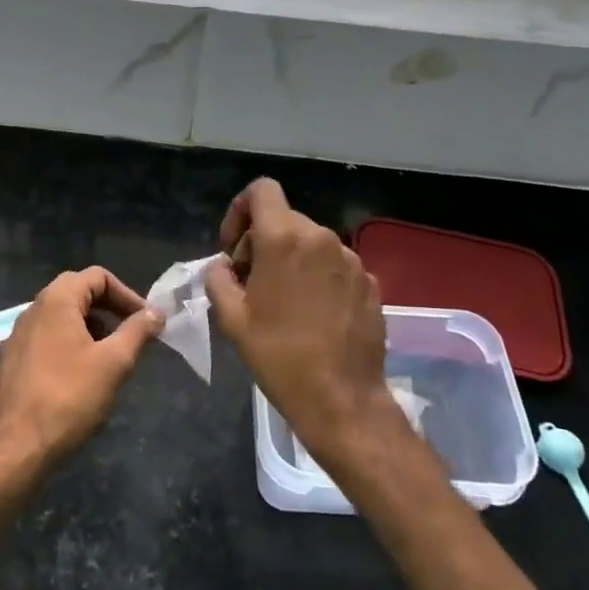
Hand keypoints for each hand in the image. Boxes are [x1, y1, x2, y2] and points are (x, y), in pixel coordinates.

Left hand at [0, 267, 160, 472]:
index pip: (97, 276)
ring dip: (92, 328)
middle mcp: (34, 309)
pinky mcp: (14, 360)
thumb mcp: (114, 363)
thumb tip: (156, 312)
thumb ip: (137, 331)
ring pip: (63, 317)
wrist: (16, 449)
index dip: (127, 294)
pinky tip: (83, 376)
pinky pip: (49, 338)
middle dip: (110, 309)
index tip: (146, 321)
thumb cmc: (69, 398)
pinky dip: (72, 344)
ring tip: (112, 358)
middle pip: (79, 292)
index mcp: (56, 300)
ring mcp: (20, 335)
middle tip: (131, 335)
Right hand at [206, 178, 393, 463]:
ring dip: (291, 260)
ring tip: (283, 302)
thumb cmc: (279, 357)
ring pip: (310, 243)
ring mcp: (351, 259)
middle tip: (251, 283)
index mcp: (284, 238)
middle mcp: (321, 238)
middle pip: (284, 219)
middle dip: (262, 242)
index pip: (262, 190)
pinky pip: (334, 265)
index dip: (240, 211)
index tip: (234, 249)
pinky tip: (313, 314)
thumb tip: (225, 267)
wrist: (342, 399)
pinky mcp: (369, 281)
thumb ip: (219, 279)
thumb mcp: (231, 319)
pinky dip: (317, 277)